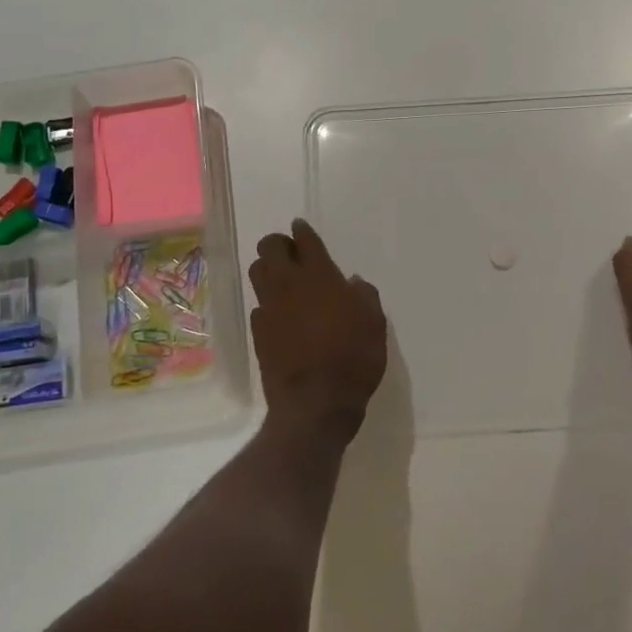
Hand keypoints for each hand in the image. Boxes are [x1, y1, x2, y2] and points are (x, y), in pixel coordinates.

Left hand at [249, 219, 386, 437]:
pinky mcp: (258, 332)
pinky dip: (268, 303)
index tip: (301, 228)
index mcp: (319, 275)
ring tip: (282, 278)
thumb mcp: (374, 323)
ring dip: (267, 268)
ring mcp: (269, 307)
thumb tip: (352, 283)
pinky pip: (258, 306)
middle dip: (278, 244)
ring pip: (257, 272)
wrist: (316, 403)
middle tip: (291, 253)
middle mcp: (288, 284)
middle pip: (269, 247)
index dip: (302, 231)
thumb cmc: (353, 358)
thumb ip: (364, 296)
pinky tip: (279, 314)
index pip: (304, 240)